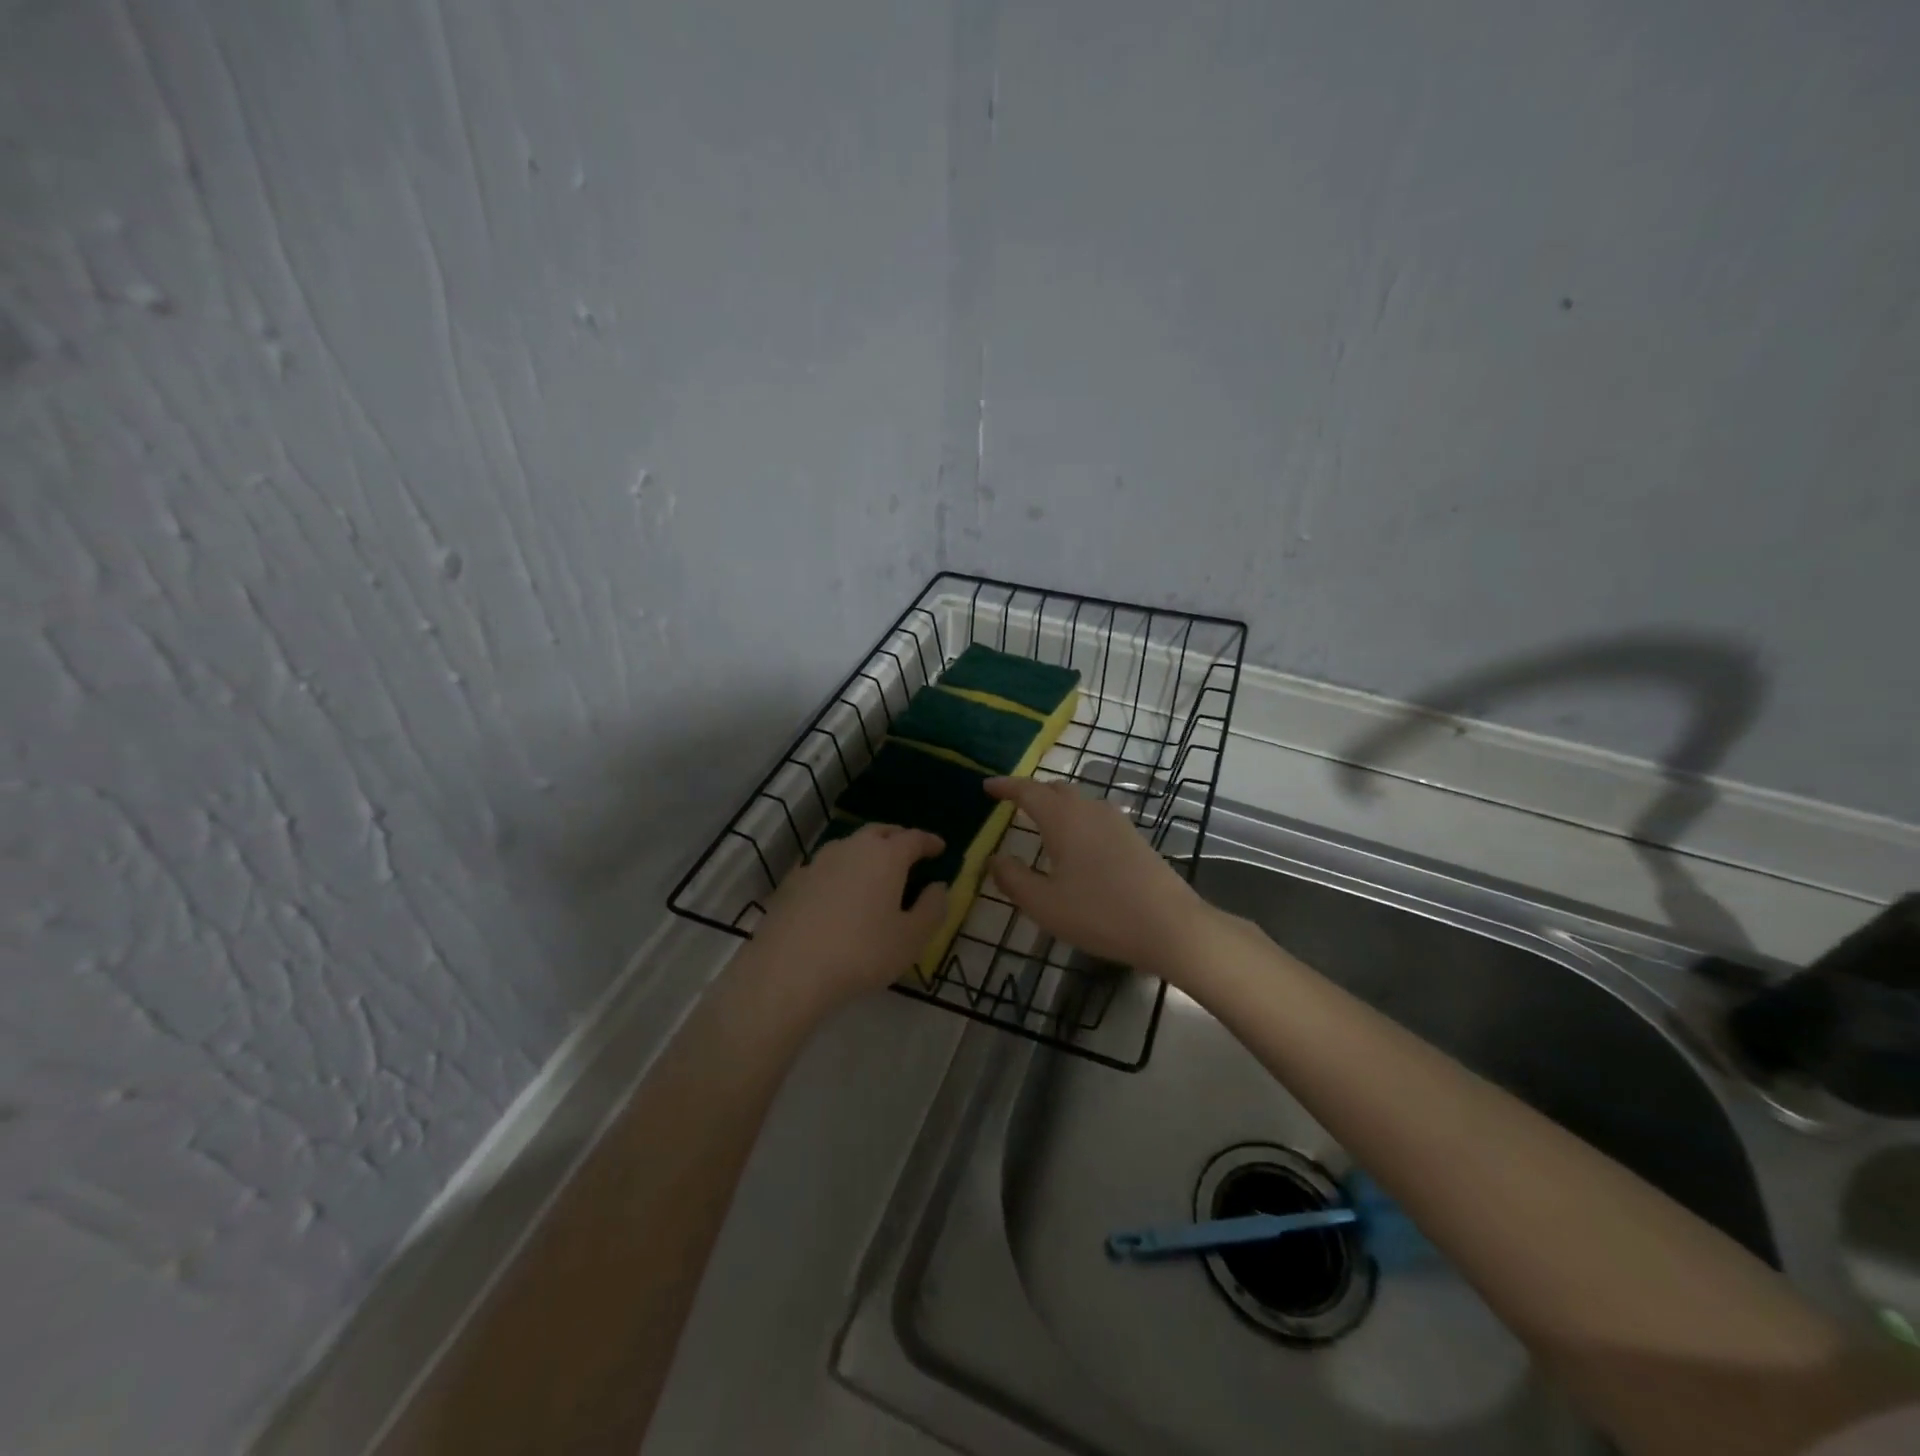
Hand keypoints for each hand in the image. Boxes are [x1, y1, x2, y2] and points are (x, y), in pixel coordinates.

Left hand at [740, 823, 948, 1016]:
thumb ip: (932, 908)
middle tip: (908, 850)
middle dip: (897, 837)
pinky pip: (824, 867)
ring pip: (848, 846)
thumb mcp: (911, 938)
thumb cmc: (862, 952)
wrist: (789, 970)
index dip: (929, 841)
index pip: (914, 838)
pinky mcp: (793, 881)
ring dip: (865, 852)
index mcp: (886, 856)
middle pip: (879, 831)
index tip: (940, 847)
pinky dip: (838, 872)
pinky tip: (836, 892)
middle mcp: (852, 848)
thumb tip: (938, 886)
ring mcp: (818, 862)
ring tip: (873, 871)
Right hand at [985, 777, 1208, 969]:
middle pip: (1055, 789)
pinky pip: (1095, 816)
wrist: (1171, 926)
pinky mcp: (1134, 838)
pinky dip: (1076, 820)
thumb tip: (994, 859)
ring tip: (1041, 824)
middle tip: (1012, 804)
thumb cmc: (1100, 913)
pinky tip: (1076, 845)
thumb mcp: (1045, 904)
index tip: (987, 786)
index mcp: (1063, 818)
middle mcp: (1090, 809)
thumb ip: (1013, 878)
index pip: (1027, 790)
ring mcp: (1117, 821)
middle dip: (1031, 793)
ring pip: (1078, 801)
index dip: (1005, 786)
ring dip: (1056, 805)